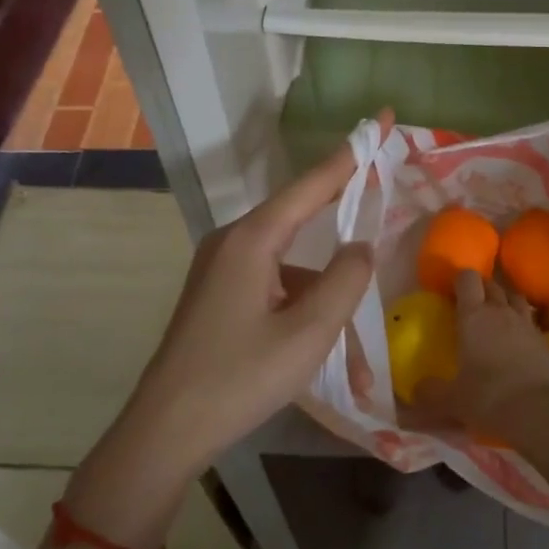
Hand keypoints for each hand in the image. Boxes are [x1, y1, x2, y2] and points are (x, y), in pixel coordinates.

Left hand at [69, 124, 388, 545]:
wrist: (166, 429)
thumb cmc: (239, 377)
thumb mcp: (308, 333)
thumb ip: (345, 281)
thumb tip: (360, 247)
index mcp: (253, 239)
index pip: (312, 183)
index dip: (352, 153)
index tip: (382, 118)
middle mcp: (234, 240)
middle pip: (298, 211)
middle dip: (339, 198)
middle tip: (377, 173)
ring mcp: (221, 266)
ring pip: (288, 256)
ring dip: (322, 281)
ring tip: (357, 335)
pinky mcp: (218, 292)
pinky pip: (272, 279)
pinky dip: (301, 299)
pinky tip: (321, 340)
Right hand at [418, 270, 548, 443]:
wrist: (540, 412)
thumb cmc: (489, 397)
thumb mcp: (452, 400)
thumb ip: (430, 393)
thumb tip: (415, 393)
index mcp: (473, 315)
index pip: (467, 279)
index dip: (460, 280)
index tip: (451, 291)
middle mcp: (500, 311)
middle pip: (492, 284)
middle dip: (481, 288)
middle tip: (471, 304)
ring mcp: (526, 324)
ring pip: (515, 298)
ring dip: (505, 301)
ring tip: (497, 315)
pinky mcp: (545, 341)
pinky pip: (530, 322)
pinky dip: (522, 325)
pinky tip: (517, 341)